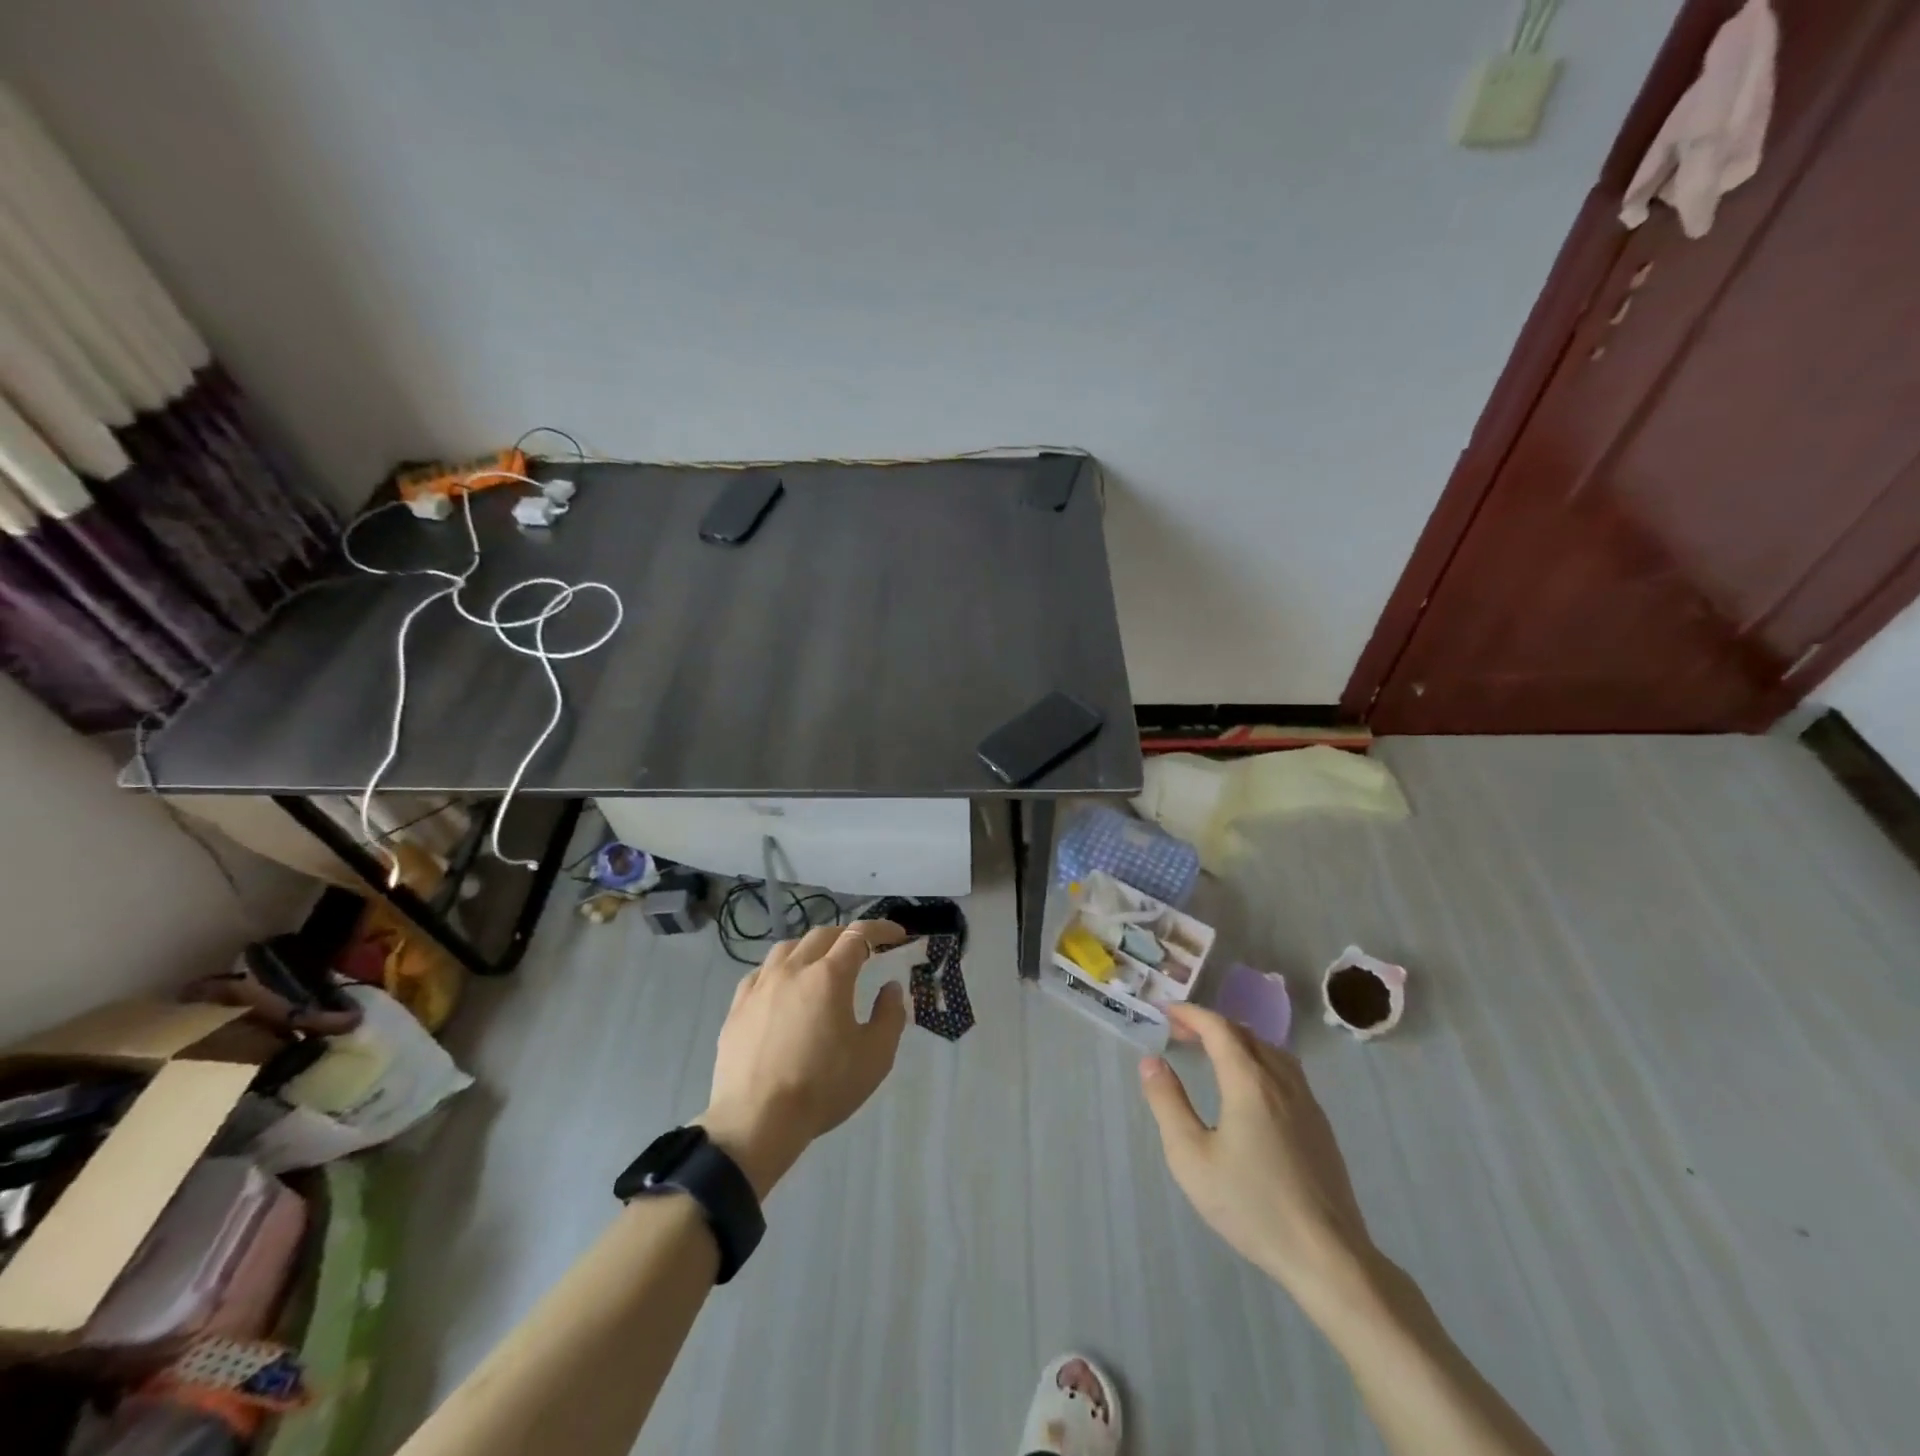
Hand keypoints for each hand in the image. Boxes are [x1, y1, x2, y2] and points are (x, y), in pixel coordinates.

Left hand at [696, 922, 908, 1199]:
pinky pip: (761, 972)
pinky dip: (780, 969)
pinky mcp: (737, 1006)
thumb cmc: (822, 1088)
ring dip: (811, 947)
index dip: (881, 929)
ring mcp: (761, 986)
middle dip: (847, 935)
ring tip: (822, 962)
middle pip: (823, 934)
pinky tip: (783, 987)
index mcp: (829, 976)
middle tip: (864, 949)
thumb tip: (891, 988)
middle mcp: (793, 969)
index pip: (859, 935)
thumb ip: (890, 1016)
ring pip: (788, 947)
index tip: (897, 934)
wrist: (756, 1121)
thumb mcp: (875, 1057)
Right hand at [1139, 1003, 1375, 1308]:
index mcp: (1249, 1082)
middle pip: (1245, 1034)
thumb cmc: (1251, 1205)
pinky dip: (1259, 1059)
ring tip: (1213, 1053)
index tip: (1165, 1012)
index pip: (1218, 1028)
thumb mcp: (1191, 1157)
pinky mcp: (1320, 1125)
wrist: (1327, 1256)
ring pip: (1270, 1050)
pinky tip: (1250, 1087)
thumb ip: (1168, 1103)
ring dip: (1238, 1040)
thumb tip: (1151, 1061)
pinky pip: (1286, 1071)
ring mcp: (1307, 1102)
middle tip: (1180, 1033)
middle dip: (1210, 1025)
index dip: (1190, 1014)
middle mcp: (1281, 1080)